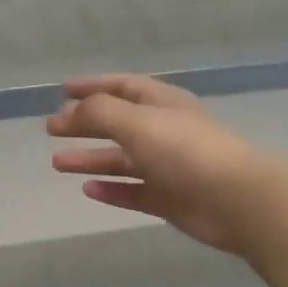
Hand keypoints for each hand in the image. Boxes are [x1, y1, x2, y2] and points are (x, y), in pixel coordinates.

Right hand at [47, 74, 279, 253]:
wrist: (237, 200)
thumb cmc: (185, 150)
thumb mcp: (136, 121)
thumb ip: (99, 112)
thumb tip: (71, 111)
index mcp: (161, 104)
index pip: (121, 87)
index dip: (92, 87)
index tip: (63, 91)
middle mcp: (164, 131)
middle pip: (116, 123)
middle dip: (84, 124)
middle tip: (51, 129)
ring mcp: (167, 166)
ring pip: (121, 160)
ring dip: (90, 159)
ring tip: (57, 163)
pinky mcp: (170, 199)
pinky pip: (133, 191)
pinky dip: (110, 189)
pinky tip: (87, 190)